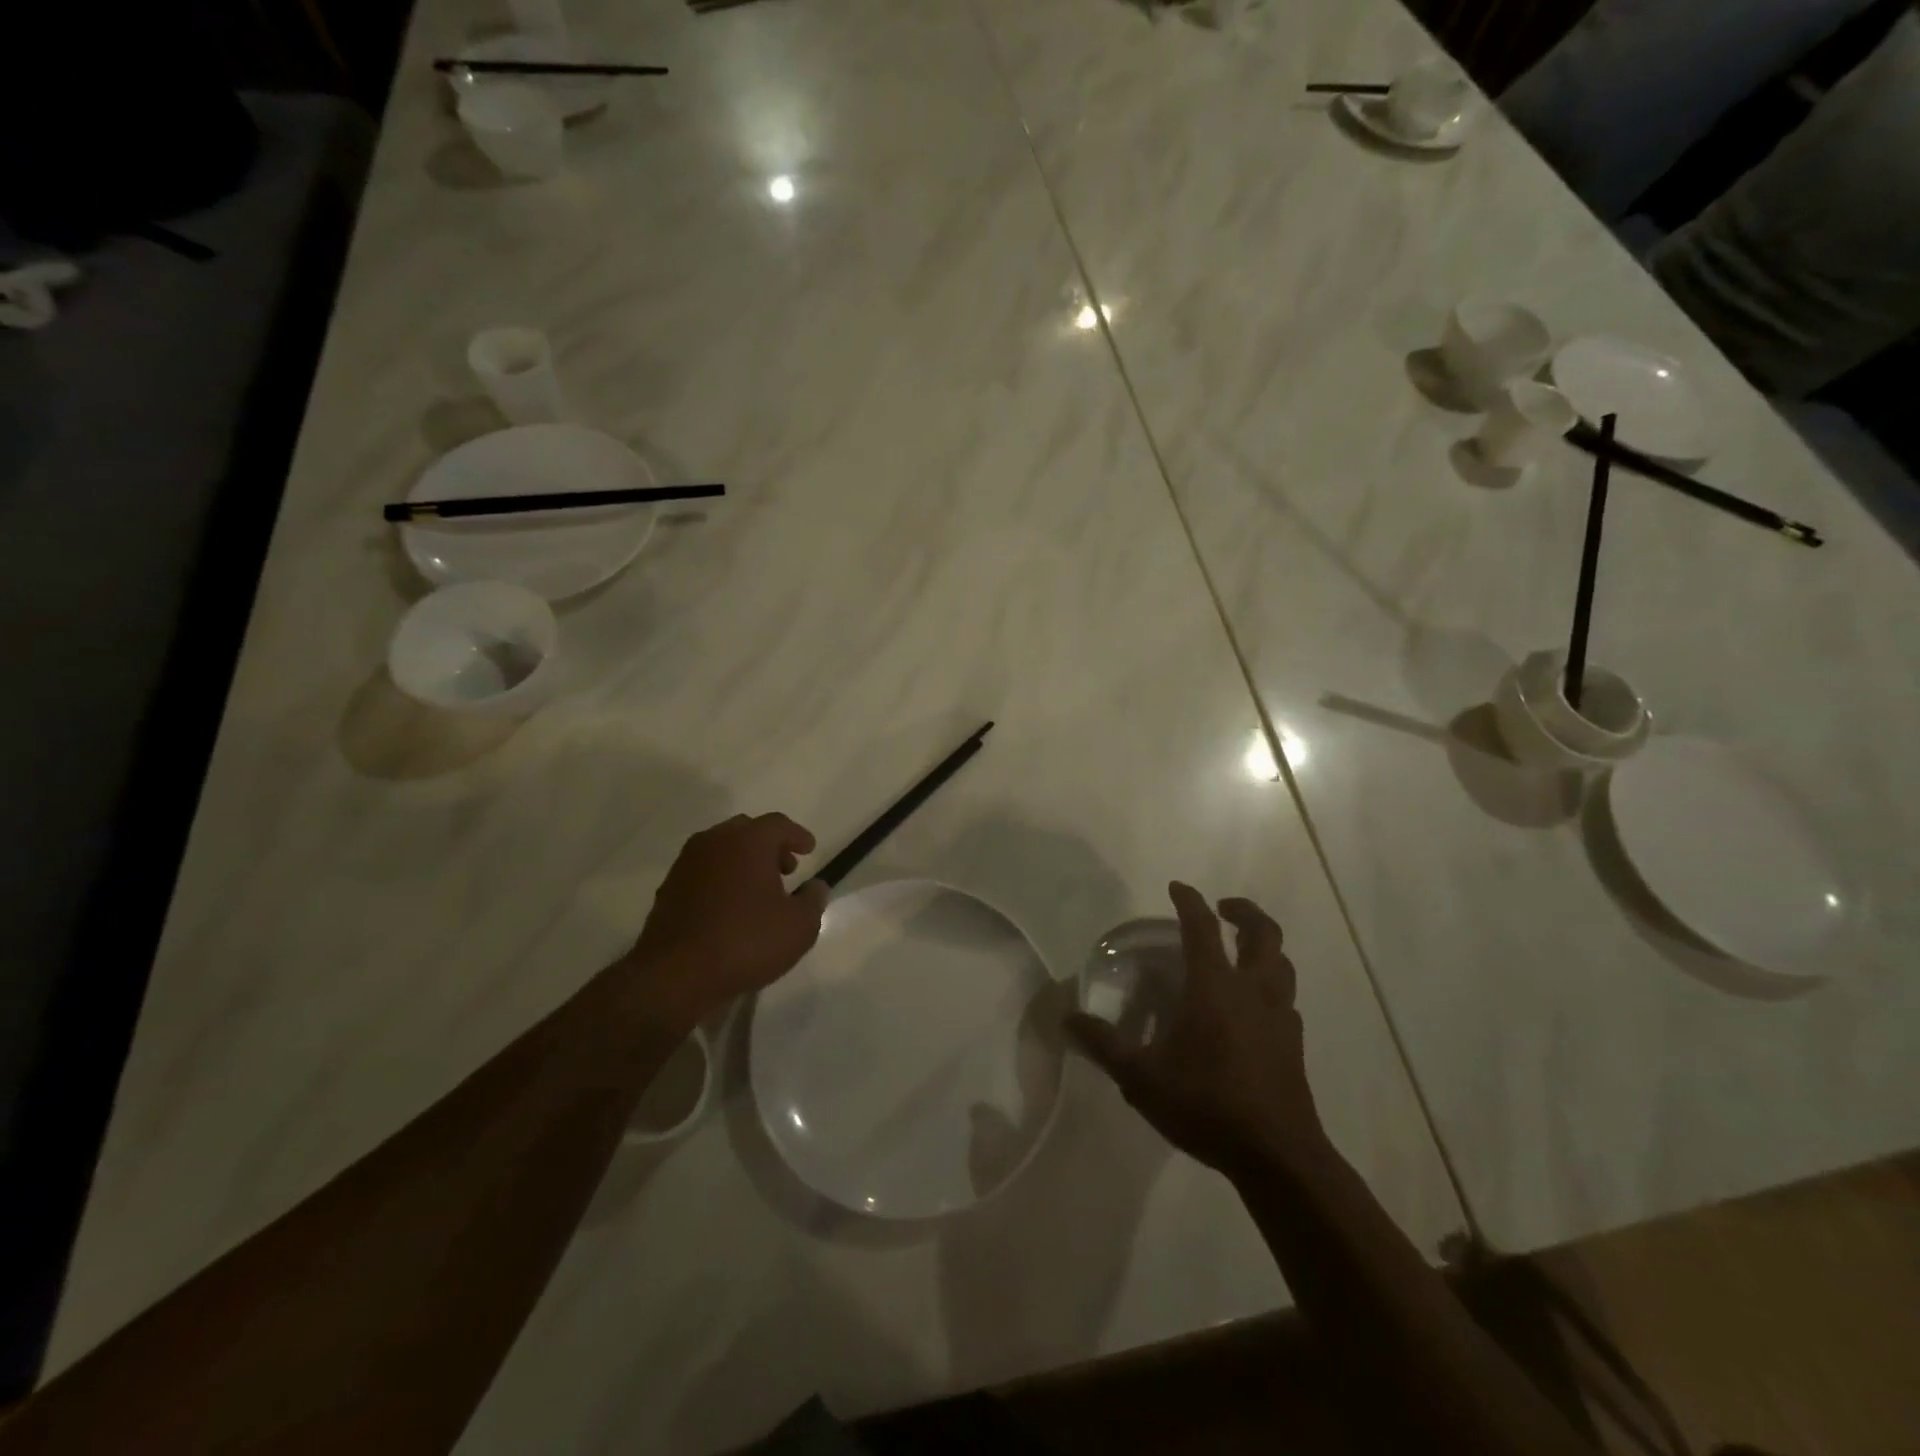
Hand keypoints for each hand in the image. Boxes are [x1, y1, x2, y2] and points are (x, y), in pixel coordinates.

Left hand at [626, 813, 829, 1027]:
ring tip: (759, 891)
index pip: (778, 824)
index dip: (798, 835)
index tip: (810, 850)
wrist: (675, 975)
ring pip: (722, 850)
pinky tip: (731, 907)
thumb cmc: (746, 942)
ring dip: (743, 862)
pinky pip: (703, 872)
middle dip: (769, 845)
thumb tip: (816, 886)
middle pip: (747, 831)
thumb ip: (813, 900)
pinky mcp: (668, 889)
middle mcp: (715, 842)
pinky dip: (721, 879)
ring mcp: (686, 864)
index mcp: (748, 841)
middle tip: (786, 869)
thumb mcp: (799, 926)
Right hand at [1068, 883, 1321, 1177]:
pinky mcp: (1293, 1045)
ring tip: (1243, 951)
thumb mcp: (1141, 1077)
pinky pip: (1285, 1000)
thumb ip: (1104, 1044)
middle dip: (1245, 912)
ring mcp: (1279, 1017)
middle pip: (1263, 934)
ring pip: (1282, 965)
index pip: (1202, 928)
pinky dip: (1271, 988)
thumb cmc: (1206, 1104)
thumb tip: (1067, 1018)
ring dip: (1264, 947)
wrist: (1277, 1156)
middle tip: (1223, 908)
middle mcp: (1252, 991)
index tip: (1178, 887)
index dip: (1190, 902)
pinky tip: (1254, 1008)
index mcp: (1215, 987)